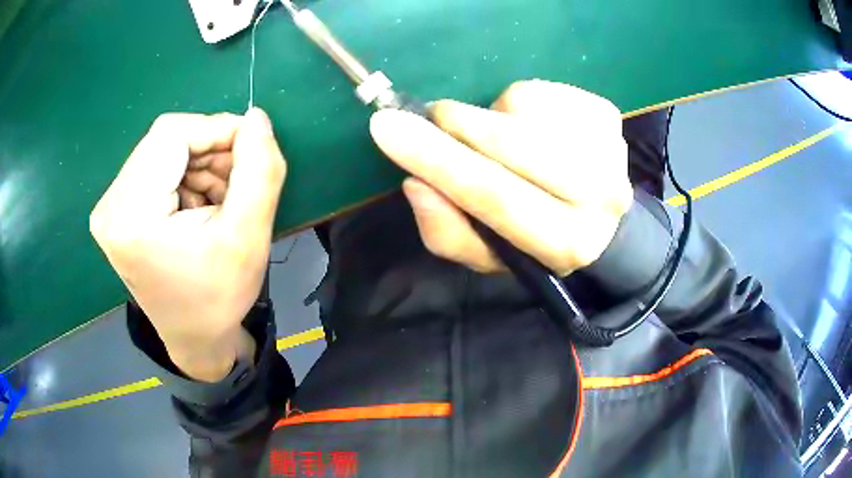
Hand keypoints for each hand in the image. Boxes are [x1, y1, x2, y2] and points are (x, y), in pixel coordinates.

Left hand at [90, 108, 285, 380]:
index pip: (171, 134)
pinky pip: (155, 168)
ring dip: (199, 165)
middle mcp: (110, 206)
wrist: (194, 337)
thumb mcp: (248, 237)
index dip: (216, 129)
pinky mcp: (116, 211)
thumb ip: (259, 171)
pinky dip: (185, 176)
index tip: (251, 150)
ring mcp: (109, 208)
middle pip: (165, 141)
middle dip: (209, 152)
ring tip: (220, 201)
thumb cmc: (218, 297)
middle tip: (237, 185)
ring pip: (163, 150)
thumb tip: (257, 117)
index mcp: (131, 216)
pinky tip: (200, 205)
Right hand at [369, 80, 631, 275]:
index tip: (386, 127)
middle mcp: (599, 198)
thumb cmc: (536, 238)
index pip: (493, 195)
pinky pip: (540, 90)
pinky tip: (531, 127)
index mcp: (566, 243)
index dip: (435, 159)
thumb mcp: (488, 253)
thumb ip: (447, 230)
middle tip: (435, 119)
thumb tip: (416, 182)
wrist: (598, 215)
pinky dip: (519, 102)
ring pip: (523, 106)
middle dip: (458, 124)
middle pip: (512, 143)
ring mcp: (610, 150)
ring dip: (493, 116)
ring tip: (502, 138)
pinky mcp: (607, 116)